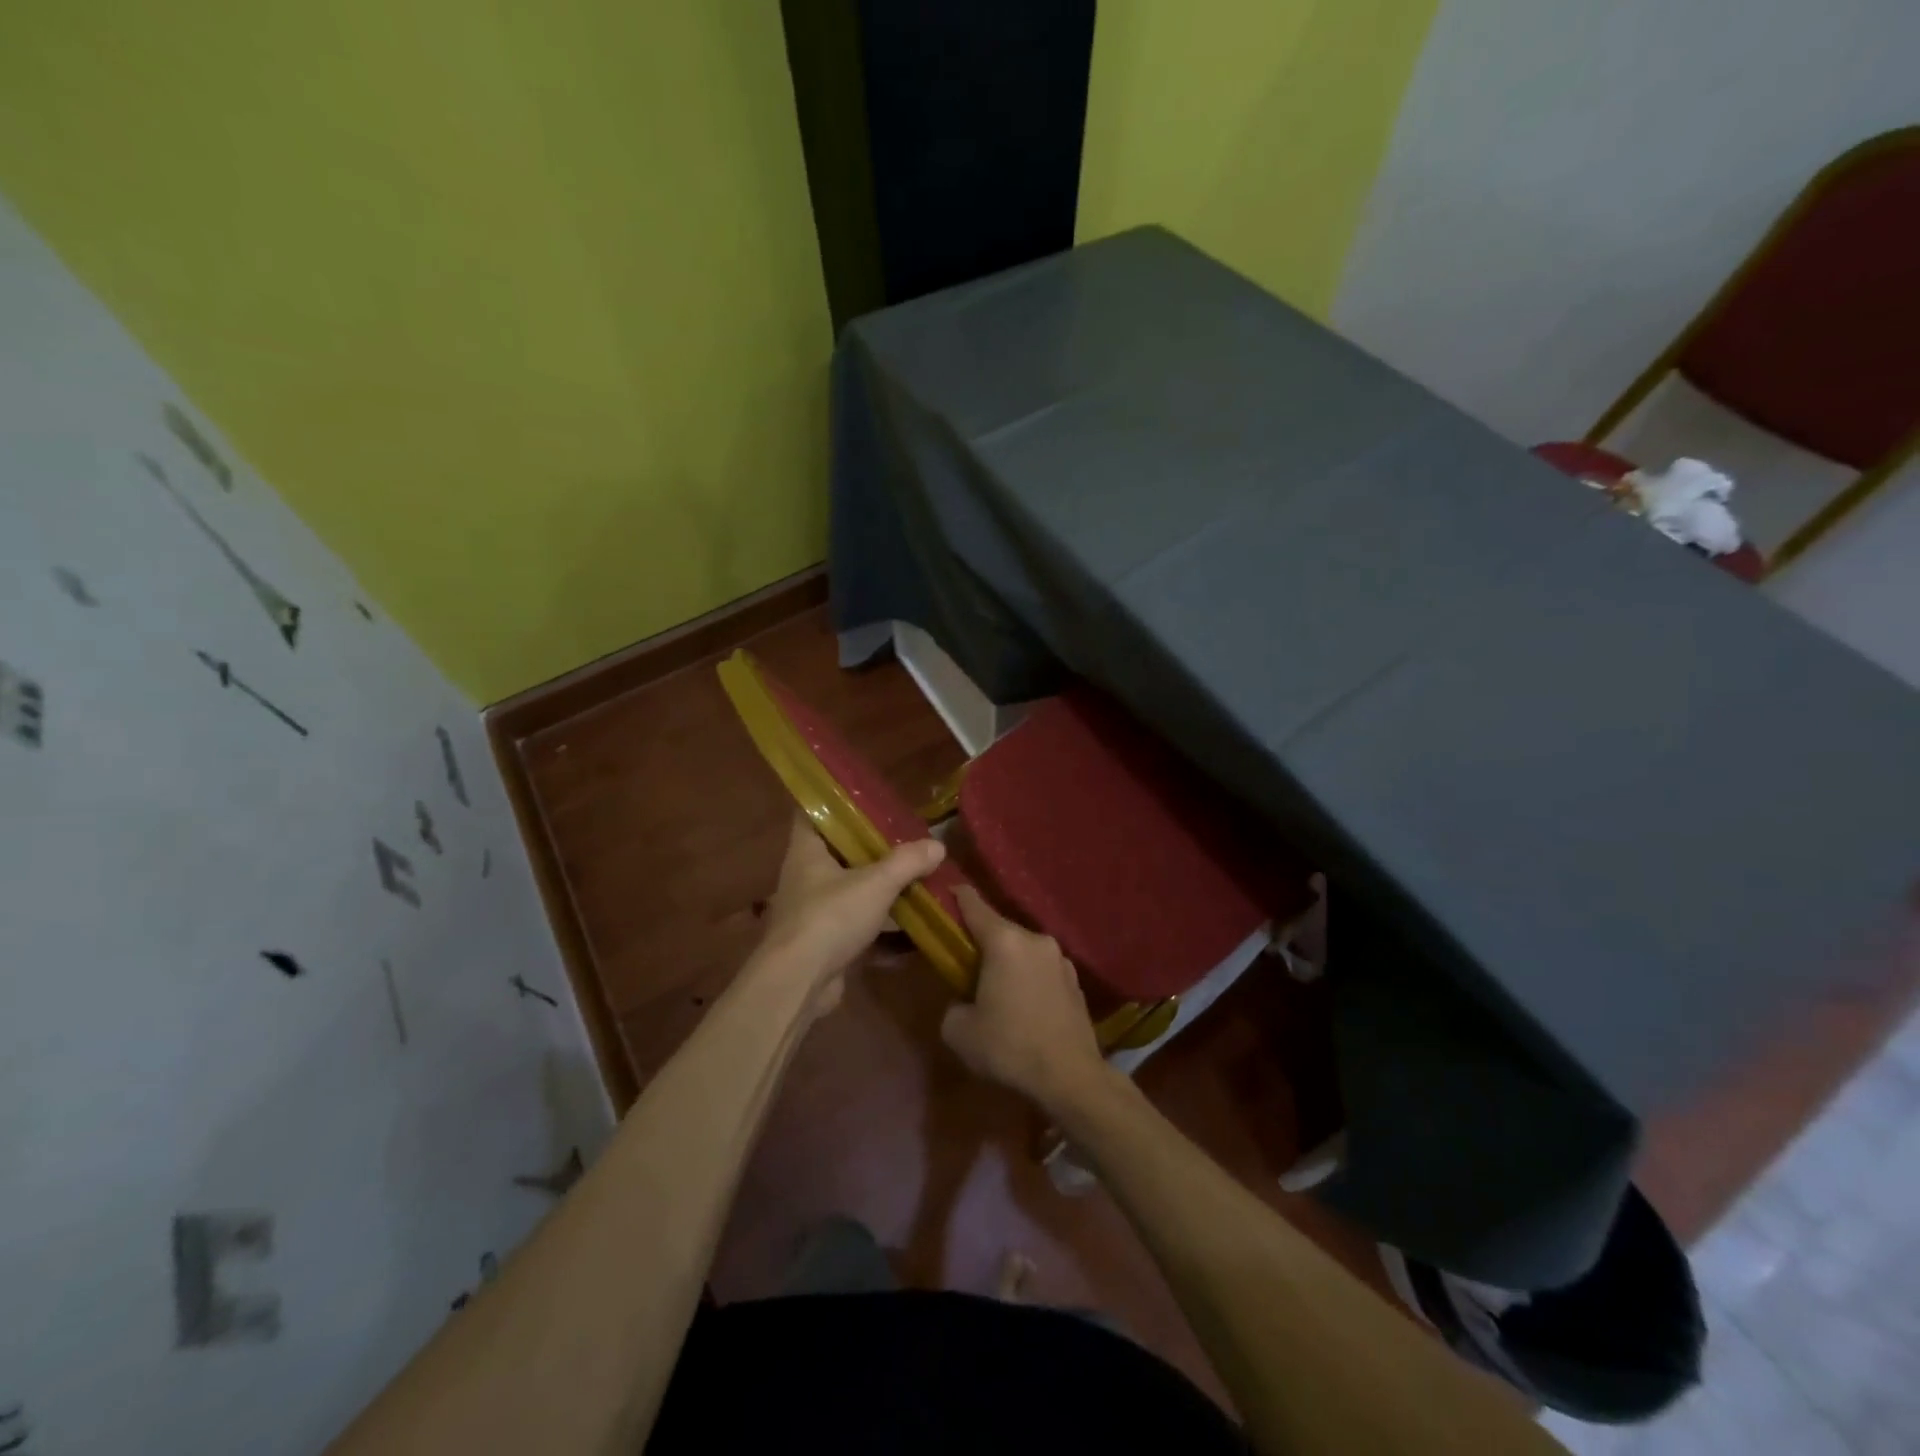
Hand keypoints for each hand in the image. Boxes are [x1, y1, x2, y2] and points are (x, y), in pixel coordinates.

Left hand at [755, 815, 945, 1009]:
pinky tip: (912, 929)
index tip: (867, 797)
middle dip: (871, 847)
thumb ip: (907, 862)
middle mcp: (806, 876)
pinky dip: (882, 927)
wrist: (799, 983)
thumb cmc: (830, 918)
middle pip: (839, 851)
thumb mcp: (876, 883)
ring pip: (851, 890)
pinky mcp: (826, 942)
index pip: (812, 811)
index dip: (835, 801)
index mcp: (807, 850)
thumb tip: (938, 845)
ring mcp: (814, 911)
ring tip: (916, 877)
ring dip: (880, 888)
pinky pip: (858, 926)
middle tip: (906, 838)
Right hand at [941, 886, 1109, 1113]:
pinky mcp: (1074, 980)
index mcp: (1004, 941)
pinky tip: (1023, 1005)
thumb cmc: (1009, 1047)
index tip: (946, 892)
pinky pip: (1040, 968)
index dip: (957, 897)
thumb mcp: (959, 1031)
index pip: (974, 905)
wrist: (1071, 1077)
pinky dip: (1027, 977)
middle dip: (981, 940)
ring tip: (996, 989)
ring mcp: (1059, 958)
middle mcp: (1035, 939)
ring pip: (1022, 949)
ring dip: (1007, 961)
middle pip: (1000, 929)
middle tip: (964, 959)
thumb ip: (953, 1005)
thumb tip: (963, 1002)